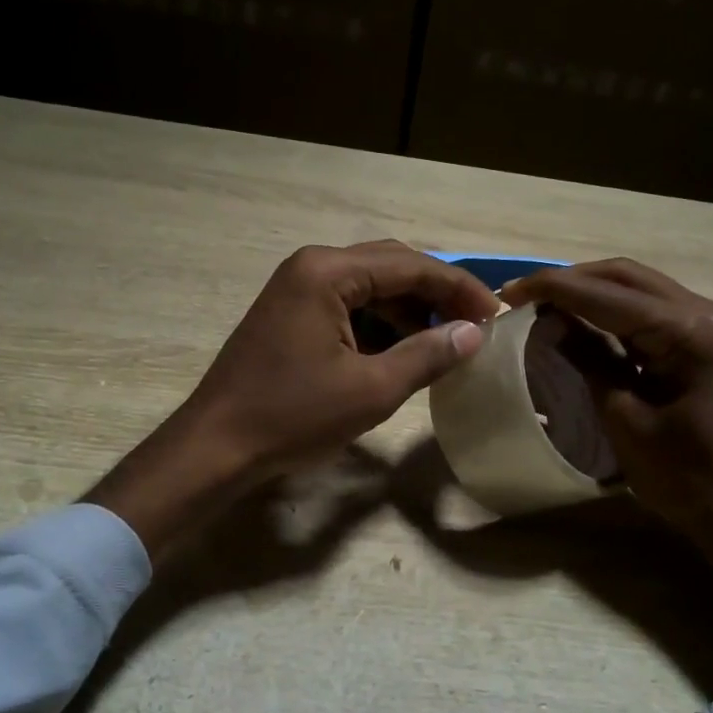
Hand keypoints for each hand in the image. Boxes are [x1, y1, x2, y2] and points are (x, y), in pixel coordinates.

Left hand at [89, 242, 496, 554]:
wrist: (216, 447)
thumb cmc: (292, 416)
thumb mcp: (371, 390)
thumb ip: (427, 355)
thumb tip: (473, 334)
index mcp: (328, 272)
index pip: (411, 266)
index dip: (459, 288)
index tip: (496, 315)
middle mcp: (311, 267)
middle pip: (390, 267)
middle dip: (437, 295)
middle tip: (476, 326)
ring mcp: (296, 290)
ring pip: (370, 288)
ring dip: (410, 312)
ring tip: (447, 343)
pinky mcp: (290, 315)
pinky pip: (347, 308)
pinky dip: (380, 326)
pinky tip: (403, 352)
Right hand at [501, 259, 712, 635]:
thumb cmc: (681, 475)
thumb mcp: (623, 417)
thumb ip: (589, 359)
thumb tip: (549, 322)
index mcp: (689, 332)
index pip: (608, 294)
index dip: (554, 289)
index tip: (509, 292)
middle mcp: (704, 312)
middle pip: (626, 276)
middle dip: (570, 280)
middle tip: (523, 295)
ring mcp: (708, 323)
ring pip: (637, 287)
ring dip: (590, 290)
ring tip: (542, 302)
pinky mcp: (704, 339)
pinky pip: (649, 310)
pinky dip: (611, 309)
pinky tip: (579, 318)